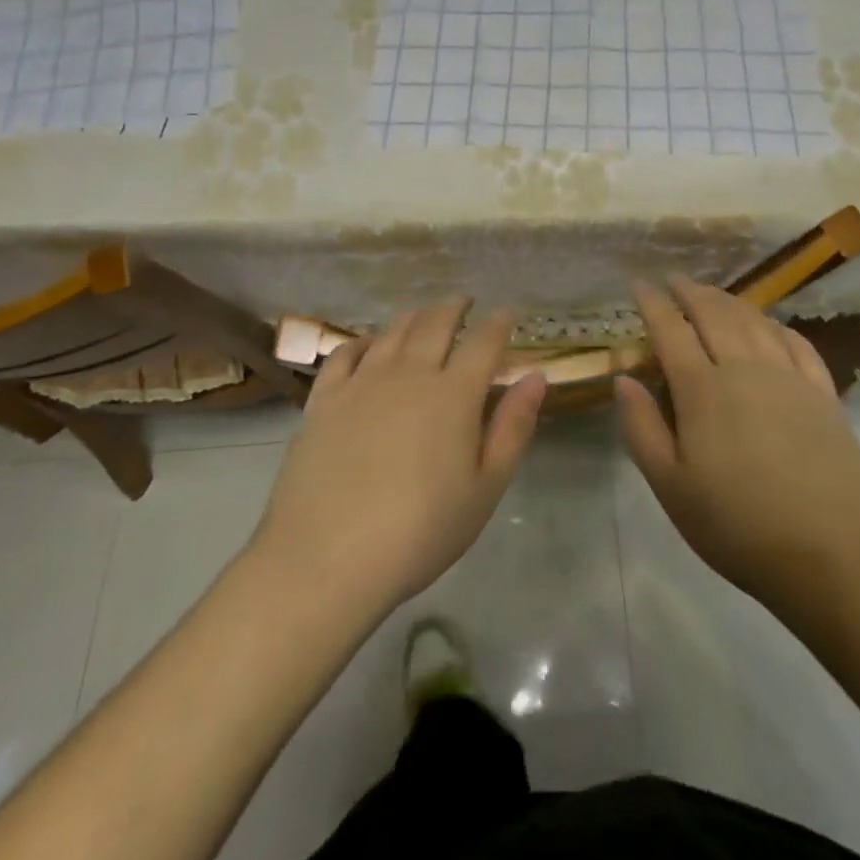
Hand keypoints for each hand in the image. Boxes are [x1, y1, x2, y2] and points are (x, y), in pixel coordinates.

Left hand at [250, 298, 547, 618]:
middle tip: (465, 302)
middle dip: (455, 307)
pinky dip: (364, 340)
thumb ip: (512, 427)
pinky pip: (345, 353)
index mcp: (454, 394)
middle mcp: (410, 374)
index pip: (483, 343)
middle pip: (436, 324)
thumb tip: (535, 377)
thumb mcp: (484, 489)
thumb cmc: (420, 532)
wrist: (327, 558)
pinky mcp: (324, 399)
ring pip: (393, 332)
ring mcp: (362, 382)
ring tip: (425, 314)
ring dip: (414, 316)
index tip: (507, 312)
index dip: (498, 323)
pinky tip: (370, 344)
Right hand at [616, 277, 859, 625]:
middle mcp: (745, 368)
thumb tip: (623, 378)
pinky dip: (775, 325)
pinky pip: (796, 342)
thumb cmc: (738, 526)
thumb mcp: (671, 488)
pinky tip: (769, 325)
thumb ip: (642, 428)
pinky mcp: (824, 394)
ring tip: (712, 293)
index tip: (638, 283)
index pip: (670, 330)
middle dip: (689, 291)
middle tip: (674, 279)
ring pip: (754, 321)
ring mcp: (789, 377)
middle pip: (713, 314)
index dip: (652, 303)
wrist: (833, 556)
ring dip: (728, 300)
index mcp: (702, 389)